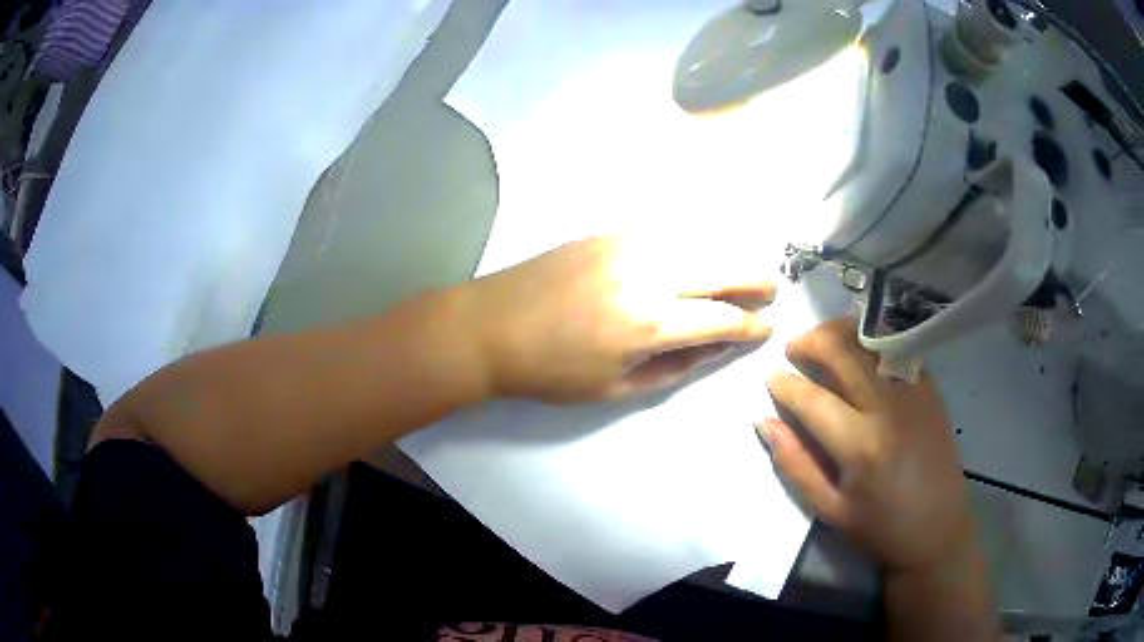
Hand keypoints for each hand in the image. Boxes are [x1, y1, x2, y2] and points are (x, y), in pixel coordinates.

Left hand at [467, 236, 775, 402]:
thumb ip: (675, 367)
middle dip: (754, 280)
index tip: (768, 328)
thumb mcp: (615, 388)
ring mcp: (626, 244)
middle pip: (721, 268)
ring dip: (726, 258)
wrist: (489, 327)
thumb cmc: (549, 372)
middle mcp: (647, 273)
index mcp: (649, 322)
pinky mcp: (607, 232)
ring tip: (741, 273)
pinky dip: (691, 245)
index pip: (722, 319)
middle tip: (771, 290)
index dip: (751, 326)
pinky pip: (665, 233)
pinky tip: (696, 257)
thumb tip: (716, 348)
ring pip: (697, 243)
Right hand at [759, 318, 976, 574]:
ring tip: (823, 340)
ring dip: (841, 332)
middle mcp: (888, 409)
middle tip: (794, 348)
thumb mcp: (830, 509)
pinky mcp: (930, 388)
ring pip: (871, 341)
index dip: (785, 384)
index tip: (772, 378)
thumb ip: (795, 464)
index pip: (813, 398)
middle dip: (811, 341)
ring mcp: (913, 392)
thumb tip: (764, 421)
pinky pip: (896, 348)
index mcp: (860, 446)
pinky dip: (872, 340)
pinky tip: (859, 349)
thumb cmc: (880, 526)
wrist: (938, 528)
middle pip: (844, 352)